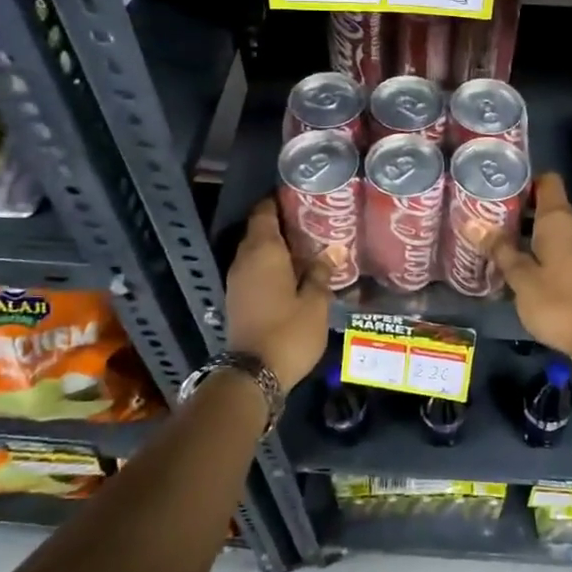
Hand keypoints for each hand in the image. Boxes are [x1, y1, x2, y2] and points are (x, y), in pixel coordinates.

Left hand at [226, 198, 332, 390]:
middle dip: (282, 223)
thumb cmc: (289, 331)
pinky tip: (293, 273)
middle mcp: (245, 259)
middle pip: (259, 230)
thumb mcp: (315, 302)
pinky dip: (270, 265)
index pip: (264, 212)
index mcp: (263, 251)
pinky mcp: (237, 299)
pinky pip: (253, 270)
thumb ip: (321, 272)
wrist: (253, 374)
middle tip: (312, 221)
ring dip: (276, 246)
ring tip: (307, 246)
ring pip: (255, 252)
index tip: (300, 197)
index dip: (279, 201)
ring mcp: (237, 280)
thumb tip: (334, 250)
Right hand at [492, 172, 571, 365]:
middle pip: (547, 204)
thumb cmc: (558, 302)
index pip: (546, 180)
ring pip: (554, 228)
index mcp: (559, 219)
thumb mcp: (521, 278)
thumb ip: (499, 248)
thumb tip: (472, 222)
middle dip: (519, 210)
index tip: (499, 190)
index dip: (524, 180)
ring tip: (499, 243)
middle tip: (489, 219)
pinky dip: (543, 249)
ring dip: (529, 232)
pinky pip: (563, 245)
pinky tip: (522, 264)